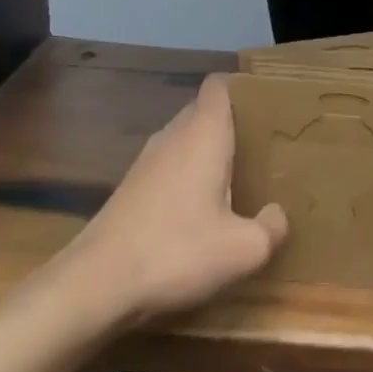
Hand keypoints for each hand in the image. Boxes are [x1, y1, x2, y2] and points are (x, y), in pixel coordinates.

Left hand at [66, 74, 286, 327]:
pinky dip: (187, 176)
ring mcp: (147, 161)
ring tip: (237, 179)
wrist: (96, 285)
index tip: (266, 108)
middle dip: (232, 124)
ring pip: (185, 139)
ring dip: (208, 153)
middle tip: (261, 148)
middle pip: (204, 111)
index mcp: (204, 133)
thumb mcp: (242, 250)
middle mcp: (173, 135)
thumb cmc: (176, 251)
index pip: (219, 86)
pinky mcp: (131, 188)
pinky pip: (169, 165)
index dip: (242, 90)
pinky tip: (200, 211)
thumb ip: (271, 228)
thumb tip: (277, 214)